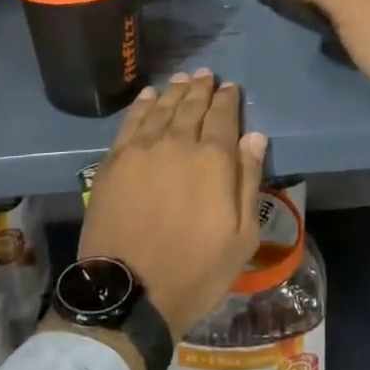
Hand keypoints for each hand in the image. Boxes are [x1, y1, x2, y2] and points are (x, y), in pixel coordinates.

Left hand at [78, 70, 268, 338]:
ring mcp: (142, 149)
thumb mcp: (241, 237)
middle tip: (206, 75)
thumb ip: (249, 180)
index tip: (231, 87)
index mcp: (213, 160)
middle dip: (202, 88)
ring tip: (183, 78)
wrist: (129, 294)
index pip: (223, 116)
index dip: (228, 99)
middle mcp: (178, 143)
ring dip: (175, 90)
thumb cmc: (195, 270)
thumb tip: (254, 137)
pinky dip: (142, 105)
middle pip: (191, 105)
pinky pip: (131, 121)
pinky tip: (149, 95)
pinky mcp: (114, 161)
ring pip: (162, 107)